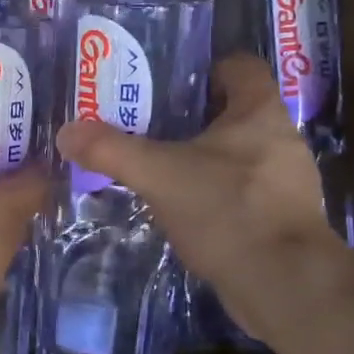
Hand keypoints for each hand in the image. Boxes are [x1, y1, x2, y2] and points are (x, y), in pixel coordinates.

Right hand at [57, 54, 340, 329]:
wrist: (284, 286)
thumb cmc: (227, 210)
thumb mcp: (158, 175)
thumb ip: (110, 150)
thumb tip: (66, 131)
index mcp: (260, 113)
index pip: (241, 67)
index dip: (206, 68)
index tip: (168, 82)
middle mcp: (281, 140)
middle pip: (236, 111)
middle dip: (194, 116)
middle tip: (148, 124)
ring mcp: (287, 182)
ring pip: (239, 155)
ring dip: (204, 158)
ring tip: (159, 166)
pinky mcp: (282, 219)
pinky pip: (243, 191)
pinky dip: (214, 193)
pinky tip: (183, 208)